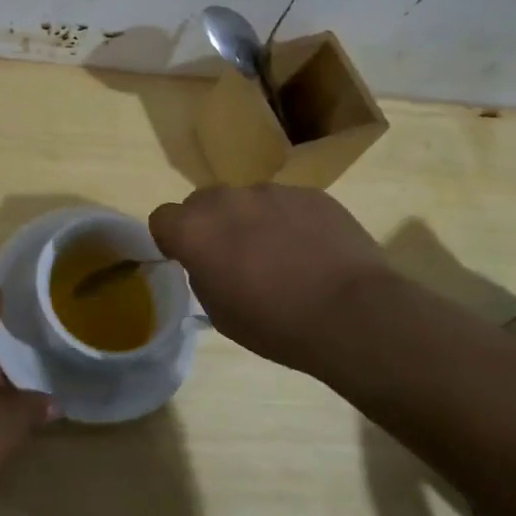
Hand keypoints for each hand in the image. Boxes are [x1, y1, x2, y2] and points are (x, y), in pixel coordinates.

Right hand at [149, 185, 390, 375]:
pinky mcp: (310, 193)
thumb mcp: (221, 314)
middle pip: (203, 202)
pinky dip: (290, 221)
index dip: (171, 238)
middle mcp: (227, 200)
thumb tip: (211, 262)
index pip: (162, 217)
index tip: (187, 258)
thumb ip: (204, 276)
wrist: (352, 313)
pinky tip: (312, 251)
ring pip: (248, 201)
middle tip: (234, 257)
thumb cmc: (276, 325)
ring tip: (282, 256)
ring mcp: (272, 191)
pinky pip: (287, 203)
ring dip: (252, 221)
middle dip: (211, 224)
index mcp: (195, 231)